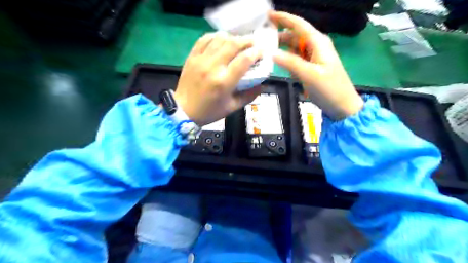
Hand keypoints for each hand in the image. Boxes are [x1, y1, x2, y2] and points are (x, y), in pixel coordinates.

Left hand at [174, 32, 262, 126]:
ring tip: (239, 43)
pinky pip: (205, 39)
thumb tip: (262, 84)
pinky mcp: (192, 57)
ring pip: (220, 38)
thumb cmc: (210, 111)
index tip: (262, 52)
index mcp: (224, 82)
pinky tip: (222, 41)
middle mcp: (213, 67)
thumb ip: (249, 96)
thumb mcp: (232, 107)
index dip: (256, 52)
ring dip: (233, 37)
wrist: (184, 111)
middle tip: (254, 44)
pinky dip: (216, 37)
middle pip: (233, 44)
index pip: (244, 60)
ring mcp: (200, 60)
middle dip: (247, 41)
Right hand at [269, 11, 362, 119]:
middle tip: (261, 39)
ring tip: (265, 51)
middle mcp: (316, 46)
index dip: (283, 18)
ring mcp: (313, 57)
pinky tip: (277, 62)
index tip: (268, 15)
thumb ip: (290, 62)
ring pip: (294, 47)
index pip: (299, 25)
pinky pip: (296, 59)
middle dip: (279, 35)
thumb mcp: (309, 75)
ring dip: (282, 48)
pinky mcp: (311, 67)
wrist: (342, 105)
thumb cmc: (329, 89)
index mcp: (318, 42)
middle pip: (294, 35)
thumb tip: (271, 53)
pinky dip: (287, 59)